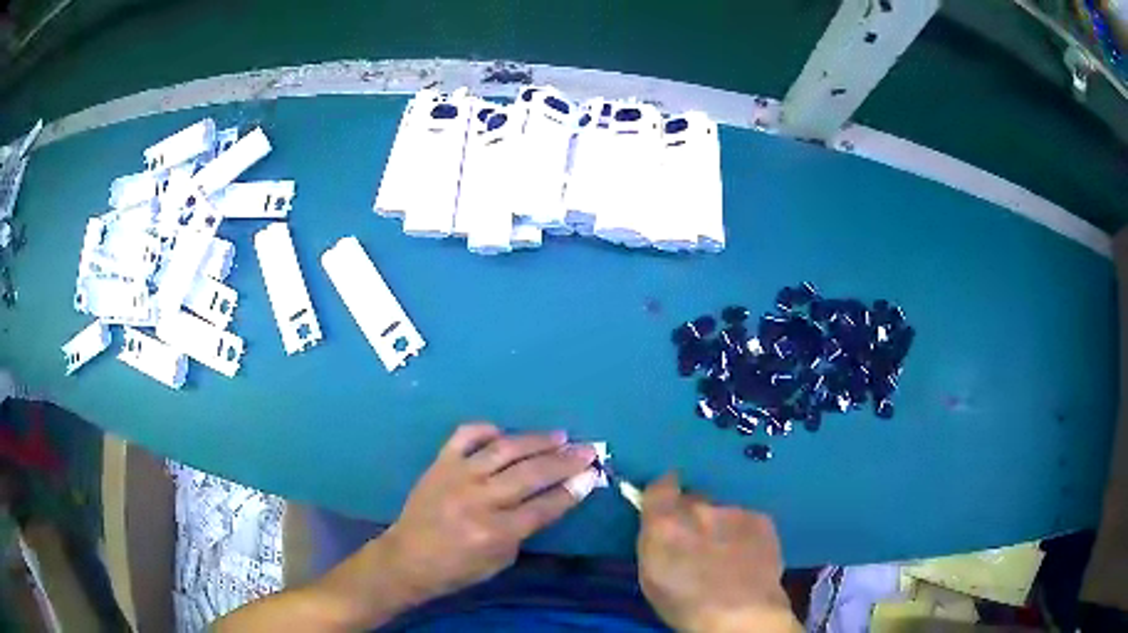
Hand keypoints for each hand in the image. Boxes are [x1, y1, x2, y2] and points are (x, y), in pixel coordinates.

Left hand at [381, 423, 596, 601]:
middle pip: (531, 475)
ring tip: (560, 436)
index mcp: (495, 532)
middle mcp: (479, 500)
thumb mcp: (499, 562)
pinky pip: (465, 436)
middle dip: (565, 462)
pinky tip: (504, 432)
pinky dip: (486, 430)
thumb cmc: (456, 569)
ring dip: (536, 441)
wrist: (406, 558)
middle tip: (588, 450)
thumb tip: (551, 498)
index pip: (544, 507)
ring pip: (504, 450)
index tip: (592, 476)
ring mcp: (457, 476)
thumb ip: (524, 530)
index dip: (572, 491)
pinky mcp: (439, 463)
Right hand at [638, 473, 800, 632]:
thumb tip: (661, 527)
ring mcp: (733, 511)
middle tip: (697, 543)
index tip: (666, 500)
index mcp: (664, 523)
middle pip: (694, 500)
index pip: (659, 487)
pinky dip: (743, 534)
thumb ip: (655, 541)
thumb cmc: (684, 604)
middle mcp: (698, 508)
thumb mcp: (651, 575)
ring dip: (720, 527)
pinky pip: (745, 521)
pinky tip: (746, 557)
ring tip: (726, 556)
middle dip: (693, 516)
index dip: (663, 492)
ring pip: (722, 512)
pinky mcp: (761, 519)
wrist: (740, 613)